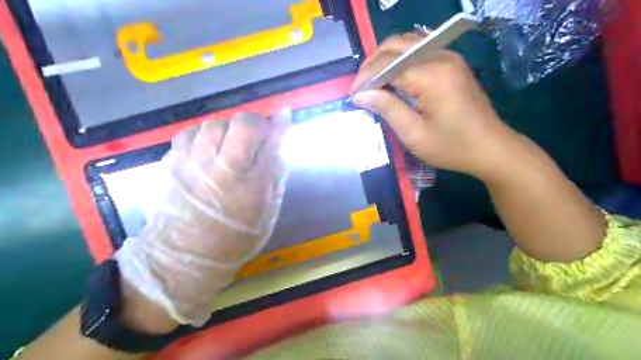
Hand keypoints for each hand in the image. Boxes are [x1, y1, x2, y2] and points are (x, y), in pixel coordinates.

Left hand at [117, 110, 291, 325]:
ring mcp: (192, 161)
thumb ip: (277, 171)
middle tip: (252, 144)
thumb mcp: (269, 208)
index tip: (282, 117)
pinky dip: (203, 136)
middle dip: (252, 126)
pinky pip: (191, 132)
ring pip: (215, 123)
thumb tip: (281, 137)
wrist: (186, 255)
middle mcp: (221, 167)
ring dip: (227, 132)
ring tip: (227, 150)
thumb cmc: (238, 234)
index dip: (277, 124)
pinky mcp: (171, 162)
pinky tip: (207, 153)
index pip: (269, 139)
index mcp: (250, 183)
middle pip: (241, 122)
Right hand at [353, 34, 528, 181]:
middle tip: (360, 87)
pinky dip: (399, 61)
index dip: (365, 77)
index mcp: (431, 75)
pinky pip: (417, 51)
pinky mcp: (451, 62)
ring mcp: (448, 56)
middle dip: (372, 64)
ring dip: (384, 60)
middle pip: (395, 45)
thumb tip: (360, 94)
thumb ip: (387, 108)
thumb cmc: (451, 147)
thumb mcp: (414, 134)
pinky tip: (392, 79)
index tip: (351, 95)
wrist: (491, 148)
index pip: (387, 64)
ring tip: (372, 83)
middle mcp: (440, 56)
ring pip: (406, 44)